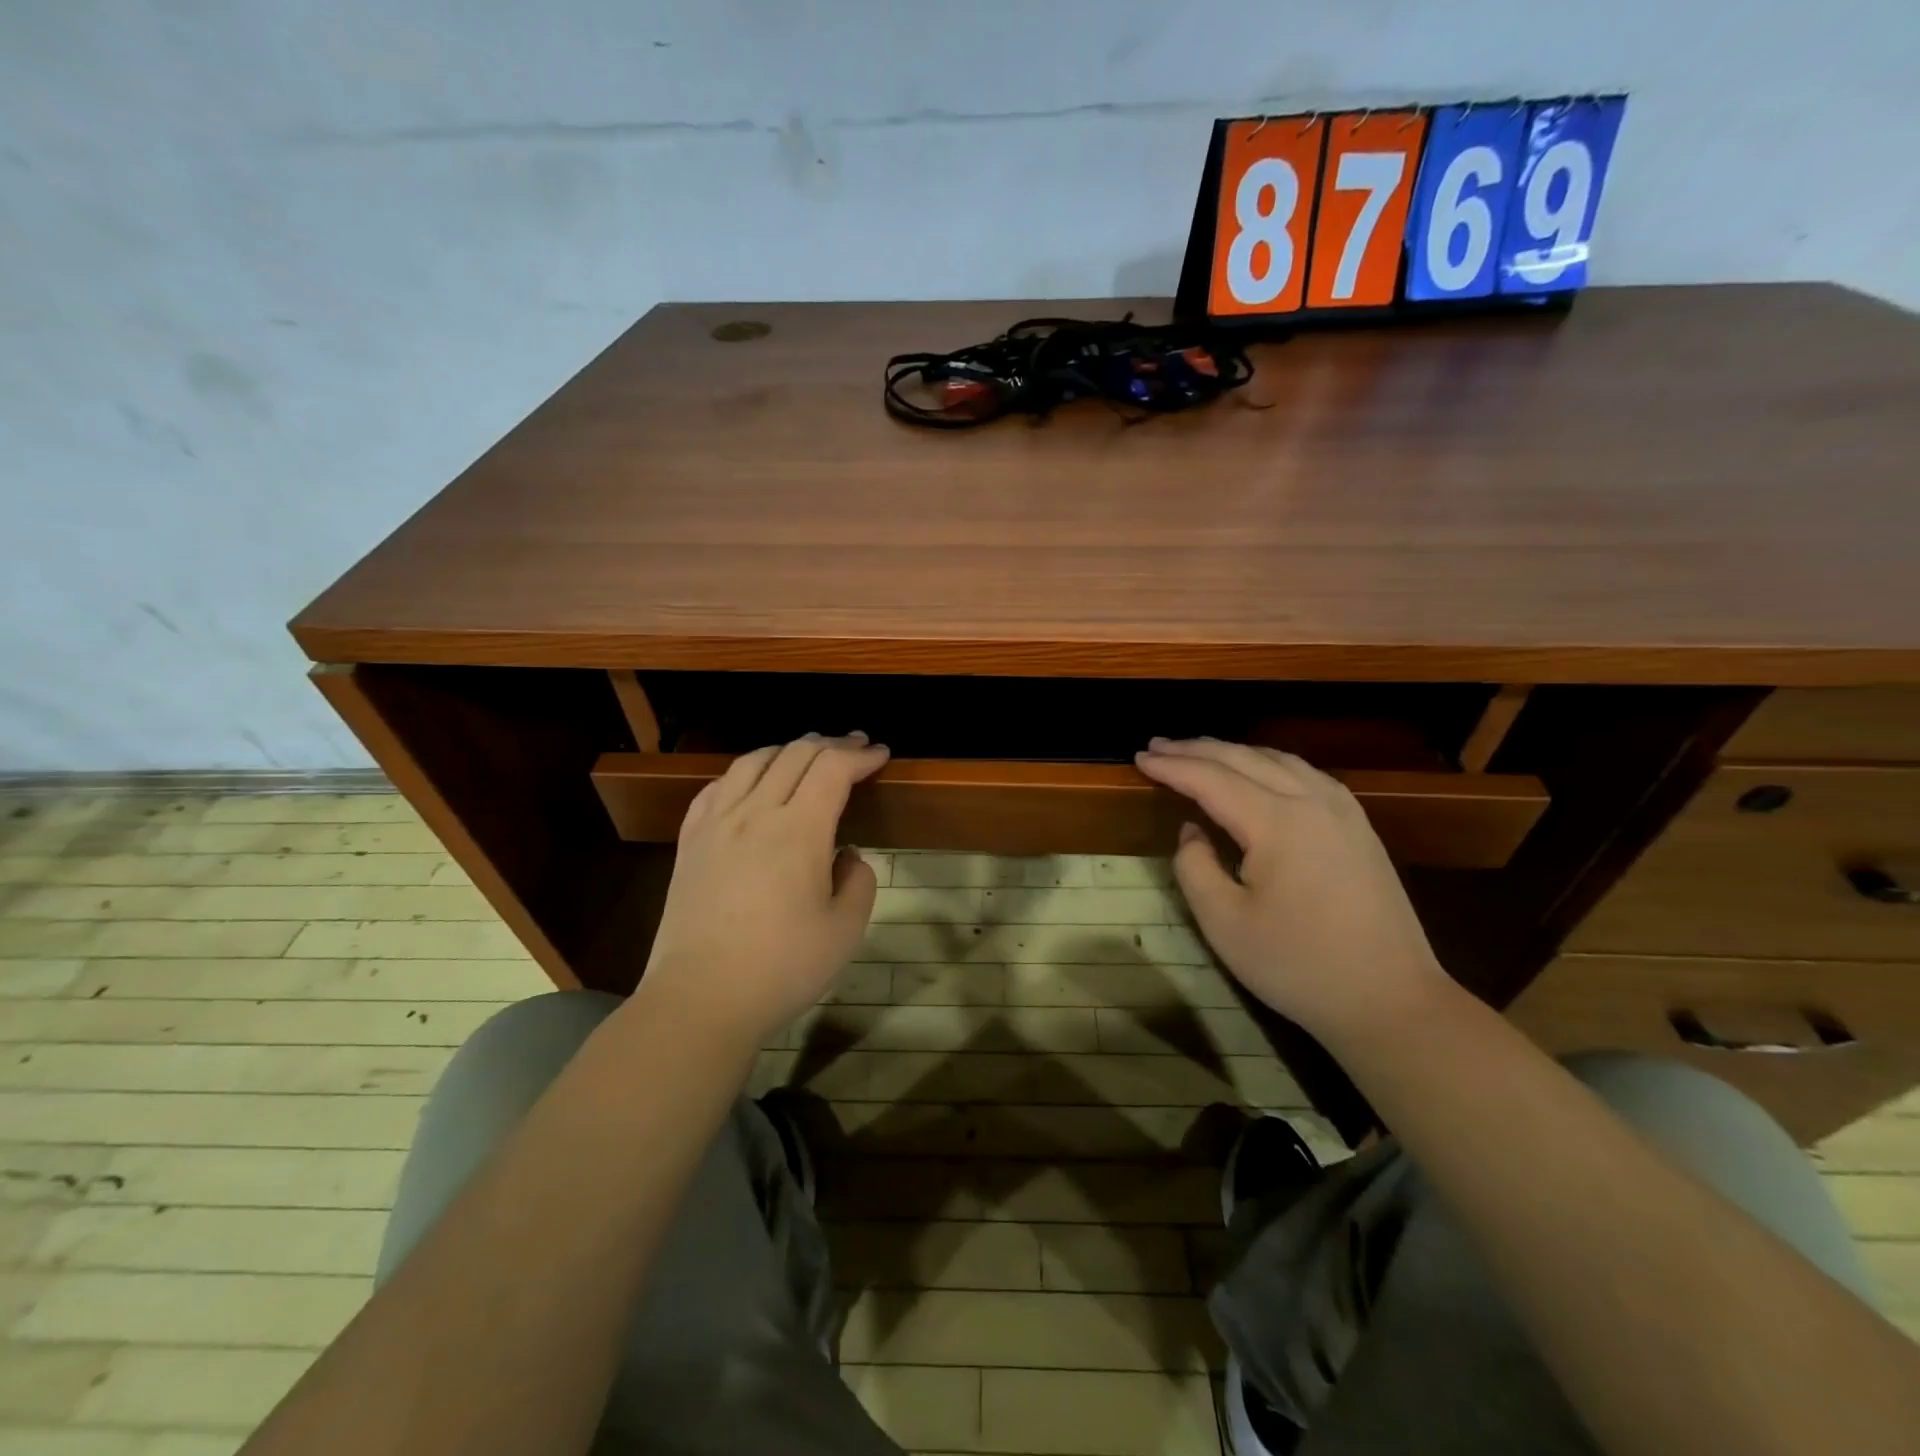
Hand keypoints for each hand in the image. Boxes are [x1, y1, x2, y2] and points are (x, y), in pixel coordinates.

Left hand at [631, 733, 889, 1052]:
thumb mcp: (845, 930)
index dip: (860, 755)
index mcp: (798, 830)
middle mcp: (755, 814)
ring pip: (752, 762)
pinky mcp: (690, 842)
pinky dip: (743, 772)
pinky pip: (716, 787)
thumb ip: (858, 881)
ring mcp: (716, 824)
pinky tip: (750, 782)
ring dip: (786, 750)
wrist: (700, 999)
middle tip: (854, 745)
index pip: (832, 769)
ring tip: (806, 754)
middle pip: (794, 755)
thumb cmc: (782, 967)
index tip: (880, 754)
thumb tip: (845, 855)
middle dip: (830, 744)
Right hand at [1134, 737, 1449, 1043]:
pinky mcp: (1359, 826)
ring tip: (1198, 751)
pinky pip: (1305, 773)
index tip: (1138, 757)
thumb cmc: (1299, 965)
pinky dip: (1268, 762)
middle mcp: (1312, 801)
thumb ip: (1195, 868)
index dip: (1172, 766)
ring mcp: (1342, 810)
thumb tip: (1192, 831)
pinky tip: (1258, 771)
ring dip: (1232, 751)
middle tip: (1157, 745)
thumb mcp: (1224, 924)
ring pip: (1278, 759)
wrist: (1391, 999)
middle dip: (1196, 749)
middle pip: (1244, 758)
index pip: (1212, 779)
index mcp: (1278, 822)